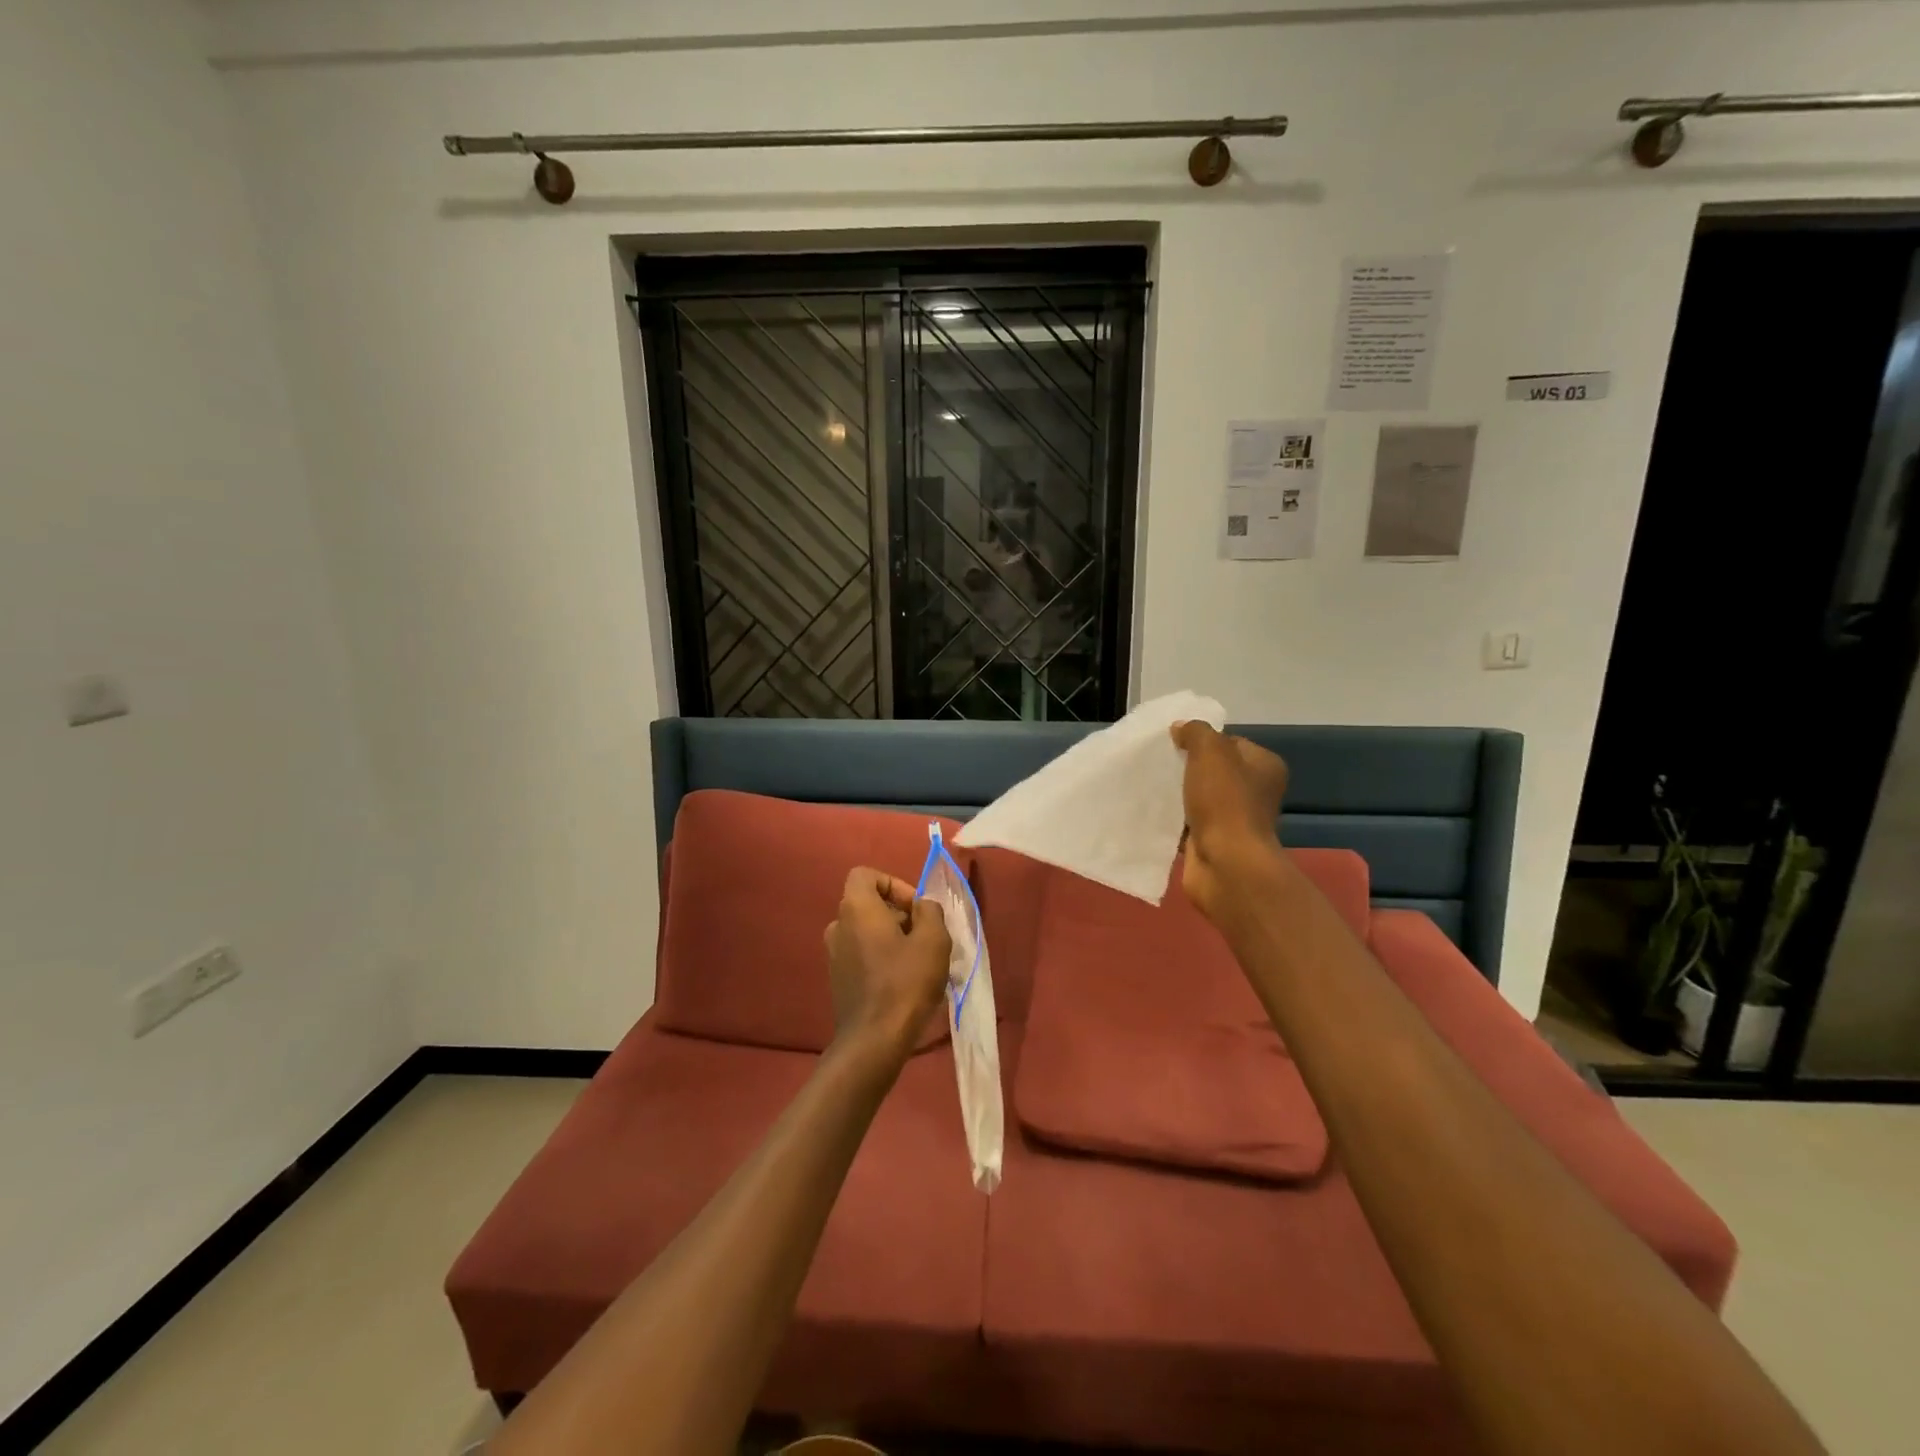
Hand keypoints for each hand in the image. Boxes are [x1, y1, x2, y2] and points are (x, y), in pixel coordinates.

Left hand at [823, 867, 952, 1066]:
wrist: (874, 1040)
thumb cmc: (905, 982)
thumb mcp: (934, 939)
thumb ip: (930, 911)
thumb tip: (922, 906)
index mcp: (856, 908)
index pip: (866, 875)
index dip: (894, 884)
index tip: (916, 908)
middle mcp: (838, 925)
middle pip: (869, 904)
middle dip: (899, 914)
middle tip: (926, 936)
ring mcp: (834, 954)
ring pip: (867, 930)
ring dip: (893, 937)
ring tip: (920, 960)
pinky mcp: (838, 979)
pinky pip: (862, 953)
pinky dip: (882, 957)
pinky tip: (904, 981)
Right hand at [1171, 721, 1289, 925]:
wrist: (1226, 864)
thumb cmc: (1225, 803)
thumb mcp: (1210, 752)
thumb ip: (1196, 733)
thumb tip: (1181, 728)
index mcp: (1264, 767)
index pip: (1230, 742)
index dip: (1203, 740)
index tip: (1175, 743)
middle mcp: (1254, 792)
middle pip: (1214, 771)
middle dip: (1186, 767)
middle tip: (1159, 763)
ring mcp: (1234, 820)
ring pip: (1199, 797)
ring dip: (1177, 794)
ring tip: (1150, 785)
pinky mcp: (1214, 843)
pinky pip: (1188, 823)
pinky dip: (1172, 820)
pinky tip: (1151, 812)